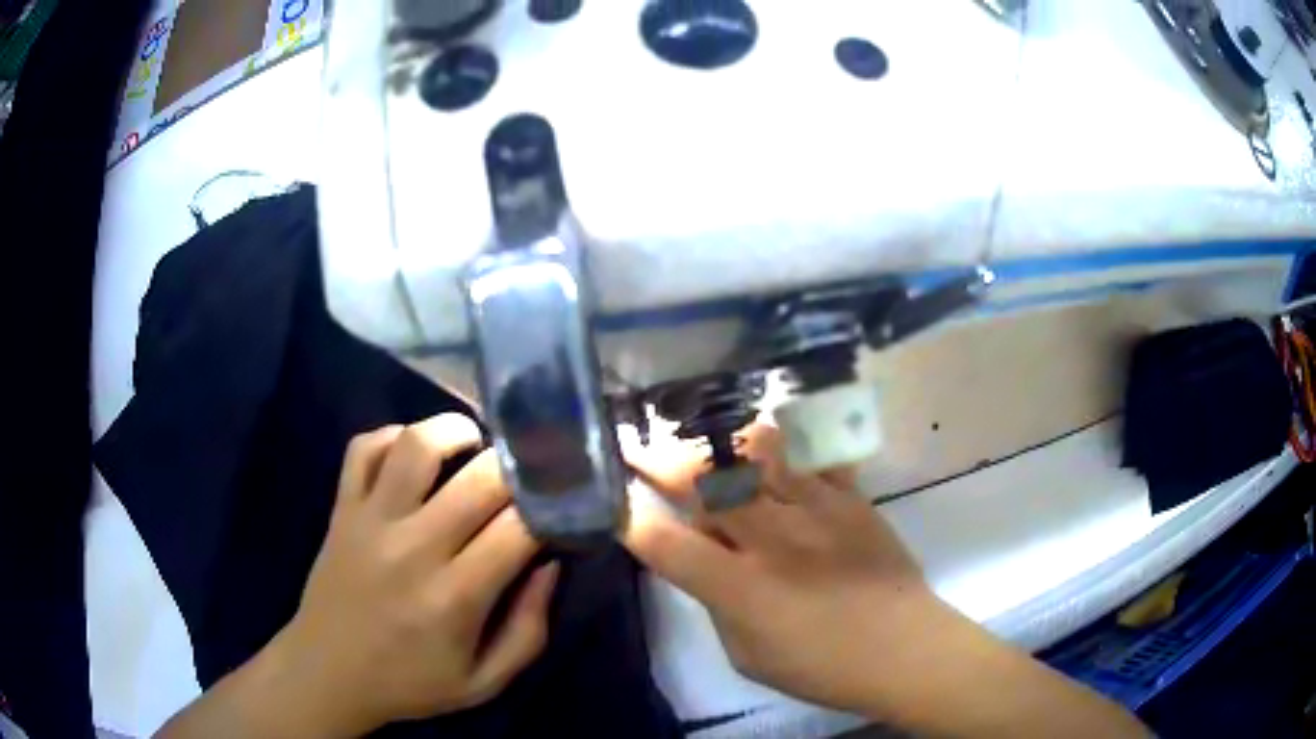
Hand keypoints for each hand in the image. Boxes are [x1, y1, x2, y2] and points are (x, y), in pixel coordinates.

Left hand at [270, 415, 556, 733]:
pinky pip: (363, 448)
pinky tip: (414, 453)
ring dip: (456, 432)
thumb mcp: (485, 681)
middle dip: (517, 469)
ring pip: (417, 445)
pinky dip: (394, 436)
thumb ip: (529, 629)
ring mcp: (370, 521)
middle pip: (478, 479)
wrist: (328, 673)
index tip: (561, 506)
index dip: (549, 508)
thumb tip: (549, 564)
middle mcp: (412, 548)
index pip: (517, 529)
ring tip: (475, 445)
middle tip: (527, 477)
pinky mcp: (341, 508)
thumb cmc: (411, 683)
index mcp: (454, 597)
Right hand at [622, 423, 933, 713]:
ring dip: (722, 444)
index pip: (666, 543)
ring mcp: (816, 510)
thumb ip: (717, 605)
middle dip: (659, 459)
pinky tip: (772, 447)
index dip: (630, 520)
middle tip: (637, 444)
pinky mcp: (851, 497)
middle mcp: (773, 539)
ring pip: (756, 451)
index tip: (615, 504)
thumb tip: (702, 561)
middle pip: (704, 481)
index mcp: (742, 588)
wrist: (904, 647)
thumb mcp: (748, 656)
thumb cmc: (821, 667)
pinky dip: (783, 446)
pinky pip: (811, 453)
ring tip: (708, 442)